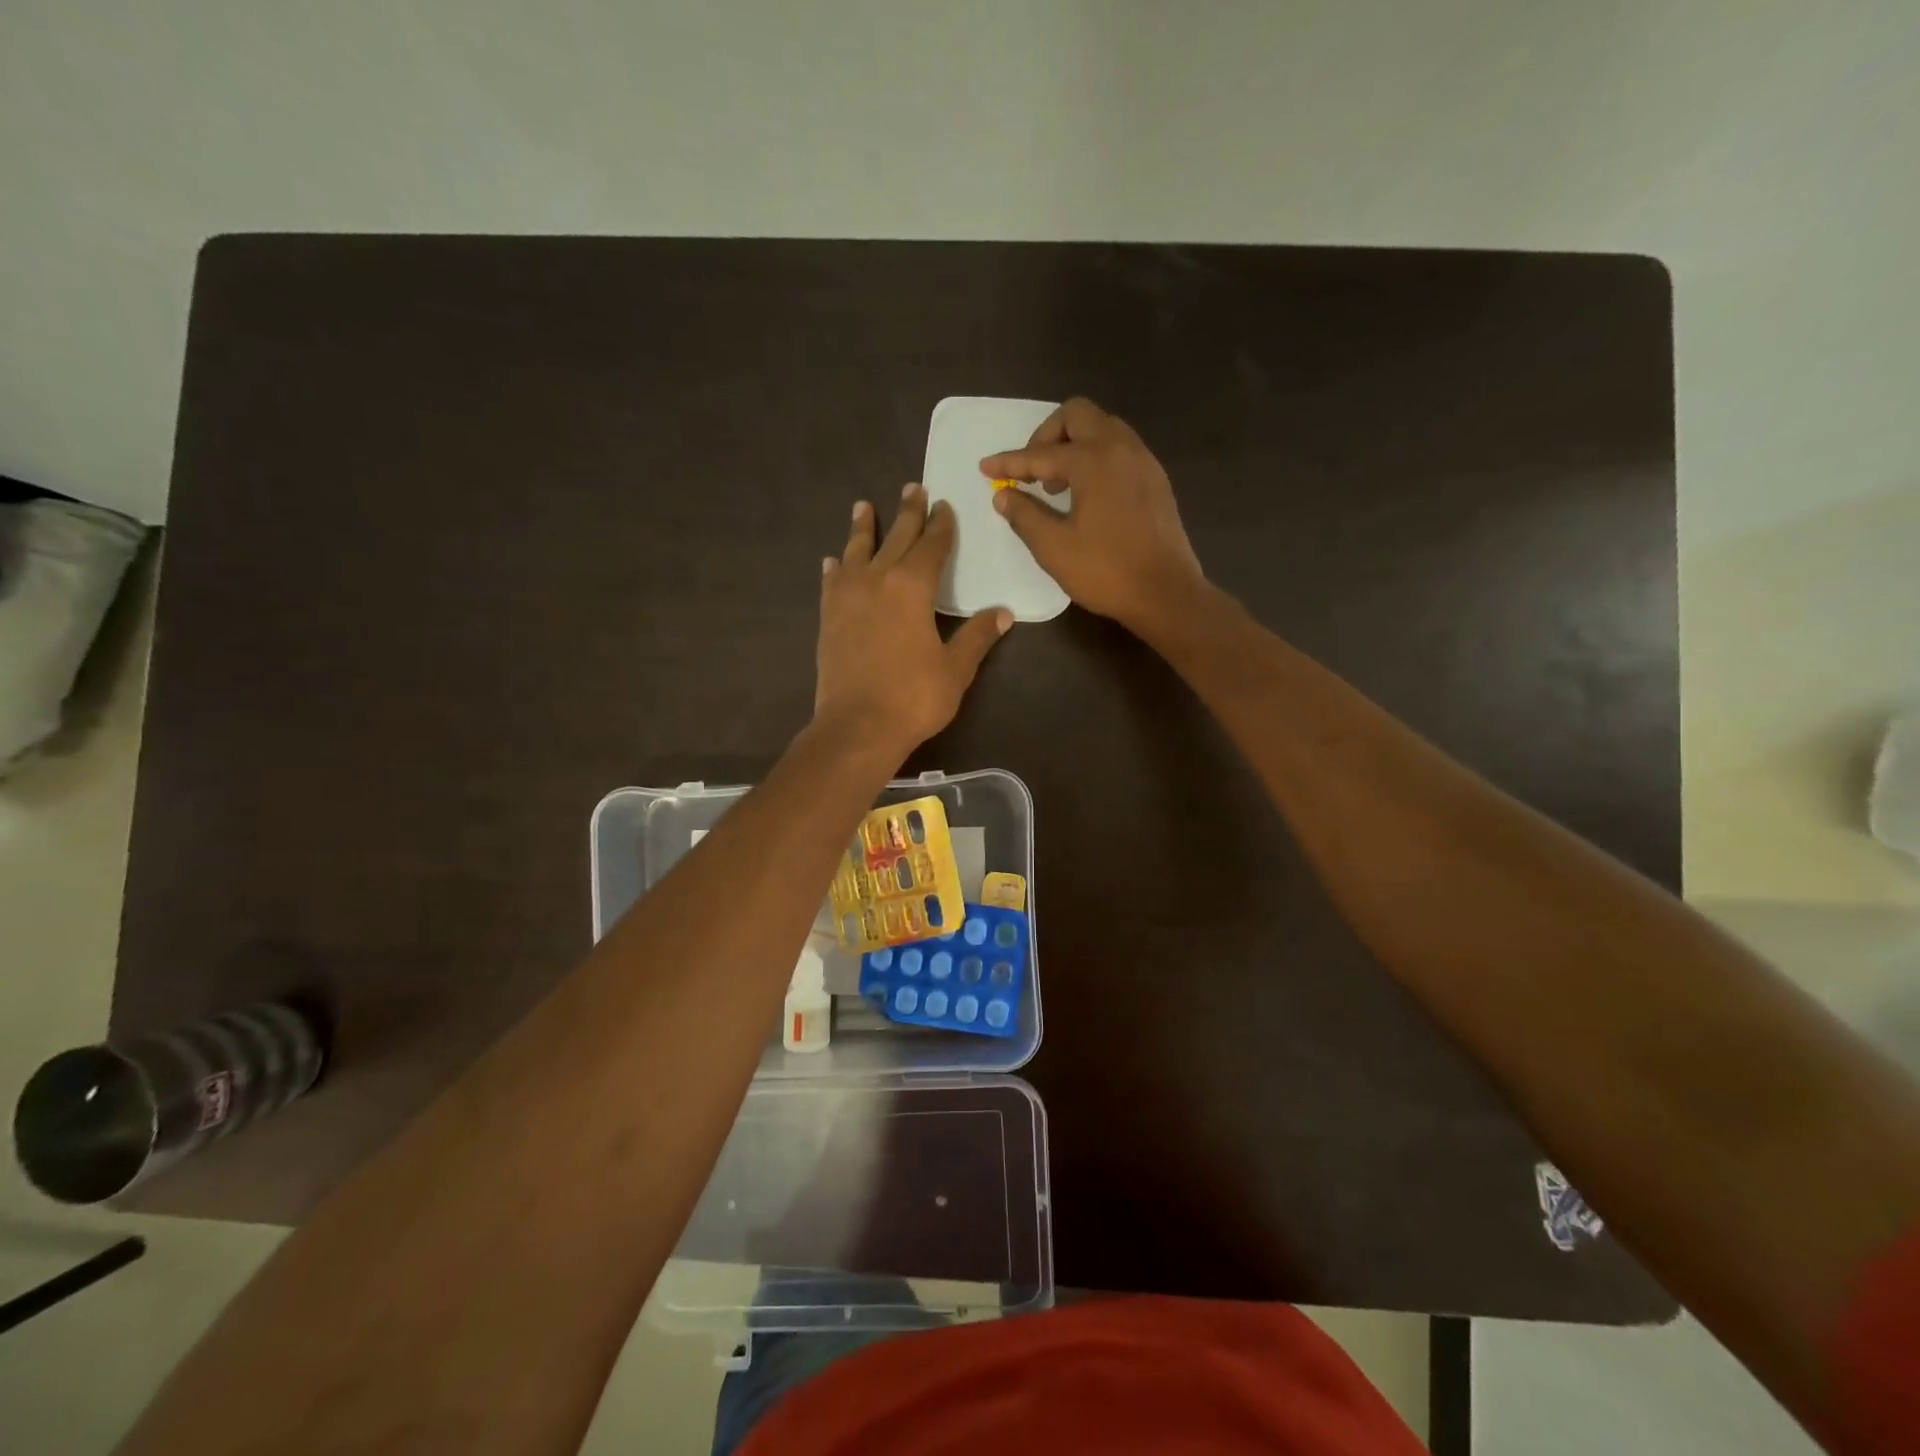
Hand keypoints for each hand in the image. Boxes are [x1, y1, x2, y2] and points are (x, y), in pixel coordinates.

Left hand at [815, 484, 1011, 757]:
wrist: (857, 727)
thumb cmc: (913, 697)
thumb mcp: (955, 669)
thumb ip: (976, 636)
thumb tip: (1003, 613)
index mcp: (912, 587)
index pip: (931, 546)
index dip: (940, 525)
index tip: (944, 506)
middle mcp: (877, 581)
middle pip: (895, 538)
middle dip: (907, 512)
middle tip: (912, 488)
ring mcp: (847, 598)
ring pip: (857, 551)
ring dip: (863, 528)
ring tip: (864, 506)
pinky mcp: (828, 618)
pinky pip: (832, 582)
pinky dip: (836, 568)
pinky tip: (833, 561)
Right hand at [982, 398, 1204, 630]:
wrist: (1166, 593)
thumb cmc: (1106, 572)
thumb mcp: (1054, 547)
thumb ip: (1025, 515)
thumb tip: (1004, 495)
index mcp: (1093, 460)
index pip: (1041, 454)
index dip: (1009, 462)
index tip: (985, 468)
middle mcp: (1121, 448)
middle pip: (1077, 416)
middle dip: (1046, 436)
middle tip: (1032, 471)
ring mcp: (1143, 461)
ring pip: (1103, 428)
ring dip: (1074, 444)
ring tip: (1057, 484)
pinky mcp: (1156, 480)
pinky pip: (1120, 448)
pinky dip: (1096, 457)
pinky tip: (1086, 493)